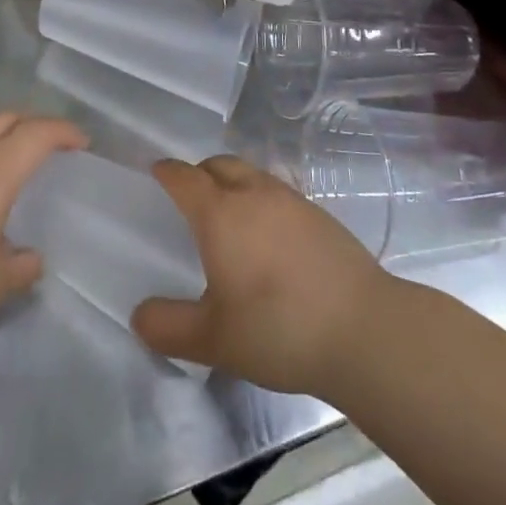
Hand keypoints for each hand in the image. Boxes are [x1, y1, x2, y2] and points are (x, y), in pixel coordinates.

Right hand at [132, 155, 392, 394]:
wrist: (365, 330)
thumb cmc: (279, 328)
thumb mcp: (214, 339)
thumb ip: (169, 328)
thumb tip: (140, 316)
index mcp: (220, 213)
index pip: (184, 178)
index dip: (167, 172)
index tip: (156, 172)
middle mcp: (254, 194)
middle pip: (219, 165)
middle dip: (200, 173)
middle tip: (191, 196)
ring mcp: (292, 201)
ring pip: (252, 175)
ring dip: (233, 183)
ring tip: (230, 215)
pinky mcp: (321, 216)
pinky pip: (279, 193)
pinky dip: (263, 201)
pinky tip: (270, 237)